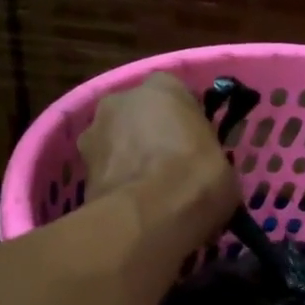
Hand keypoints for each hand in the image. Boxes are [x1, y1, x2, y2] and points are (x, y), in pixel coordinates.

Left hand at [79, 72, 240, 244]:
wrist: (149, 217)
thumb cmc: (197, 181)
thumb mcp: (224, 169)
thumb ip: (206, 158)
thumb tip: (202, 175)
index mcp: (164, 87)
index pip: (175, 97)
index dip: (185, 124)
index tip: (195, 150)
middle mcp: (122, 98)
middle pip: (138, 116)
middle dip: (149, 138)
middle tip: (168, 171)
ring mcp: (94, 132)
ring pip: (116, 143)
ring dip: (128, 161)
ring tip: (148, 196)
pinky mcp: (80, 168)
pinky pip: (105, 173)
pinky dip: (116, 186)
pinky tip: (132, 210)